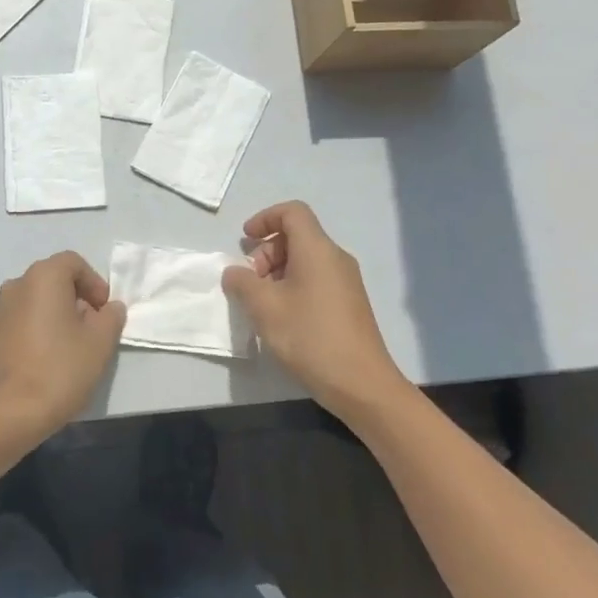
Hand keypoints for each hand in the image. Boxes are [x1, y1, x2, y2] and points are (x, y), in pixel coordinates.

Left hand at [0, 251, 126, 445]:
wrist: (8, 414)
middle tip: (87, 330)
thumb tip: (109, 308)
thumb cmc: (60, 370)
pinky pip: (10, 328)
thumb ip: (110, 317)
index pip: (72, 263)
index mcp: (42, 278)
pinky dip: (25, 336)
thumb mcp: (101, 343)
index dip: (93, 282)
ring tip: (60, 350)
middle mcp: (13, 287)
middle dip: (70, 300)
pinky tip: (34, 364)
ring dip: (46, 318)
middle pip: (48, 282)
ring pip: (27, 305)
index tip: (103, 311)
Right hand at [221, 201, 409, 418]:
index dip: (265, 218)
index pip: (292, 212)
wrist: (362, 385)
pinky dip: (293, 286)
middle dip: (267, 251)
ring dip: (277, 272)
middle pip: (297, 236)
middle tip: (251, 282)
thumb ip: (242, 283)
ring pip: (305, 260)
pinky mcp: (350, 304)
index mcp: (317, 250)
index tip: (245, 240)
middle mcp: (336, 258)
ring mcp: (346, 282)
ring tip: (263, 304)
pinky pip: (316, 279)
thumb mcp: (264, 308)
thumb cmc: (310, 337)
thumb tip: (235, 273)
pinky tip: (283, 317)